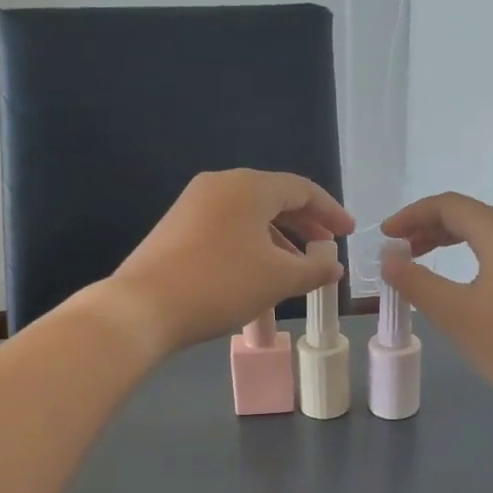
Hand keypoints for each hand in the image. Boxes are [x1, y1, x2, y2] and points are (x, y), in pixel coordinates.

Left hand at [102, 169, 352, 354]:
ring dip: (278, 240)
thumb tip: (334, 266)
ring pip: (249, 217)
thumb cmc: (221, 284)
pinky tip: (258, 274)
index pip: (302, 189)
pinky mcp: (177, 227)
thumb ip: (314, 269)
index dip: (330, 211)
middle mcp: (220, 185)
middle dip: (304, 225)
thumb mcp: (278, 279)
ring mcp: (194, 205)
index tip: (348, 233)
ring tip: (295, 269)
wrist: (143, 307)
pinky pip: (227, 229)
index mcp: (249, 186)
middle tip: (326, 248)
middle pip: (274, 199)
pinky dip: (251, 246)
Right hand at [380, 192, 492, 426]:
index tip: (385, 236)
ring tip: (424, 262)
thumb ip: (415, 282)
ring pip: (491, 232)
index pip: (449, 206)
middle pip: (472, 215)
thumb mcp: (456, 315)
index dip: (412, 215)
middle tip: (400, 252)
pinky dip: (478, 254)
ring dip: (453, 241)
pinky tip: (466, 280)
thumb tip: (389, 258)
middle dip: (430, 228)